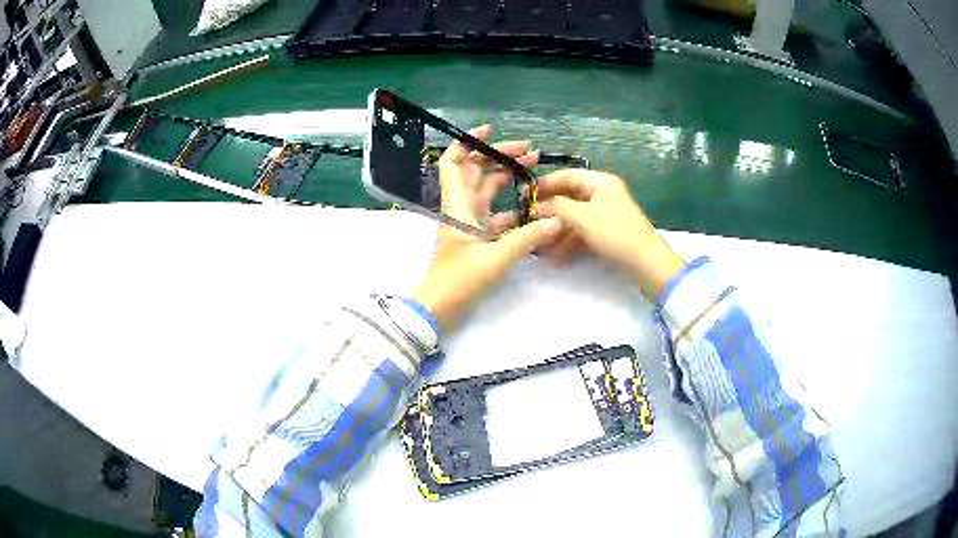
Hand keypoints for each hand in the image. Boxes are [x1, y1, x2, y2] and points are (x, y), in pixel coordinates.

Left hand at [413, 125, 562, 329]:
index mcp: (458, 204)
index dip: (467, 142)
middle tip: (529, 151)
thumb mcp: (496, 258)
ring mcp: (470, 223)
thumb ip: (527, 238)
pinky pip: (496, 215)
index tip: (490, 130)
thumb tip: (558, 221)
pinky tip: (533, 206)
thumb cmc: (459, 280)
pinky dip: (512, 207)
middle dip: (499, 156)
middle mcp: (462, 208)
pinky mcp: (477, 239)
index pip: (453, 162)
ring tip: (534, 169)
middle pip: (476, 171)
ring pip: (487, 191)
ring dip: (507, 178)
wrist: (439, 308)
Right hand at [536, 169, 684, 298]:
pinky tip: (557, 258)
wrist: (646, 263)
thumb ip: (556, 207)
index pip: (567, 175)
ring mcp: (606, 215)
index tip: (523, 195)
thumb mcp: (582, 217)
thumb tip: (536, 205)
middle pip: (569, 198)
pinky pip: (583, 233)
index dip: (545, 184)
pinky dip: (570, 243)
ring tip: (541, 248)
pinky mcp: (608, 233)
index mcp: (600, 182)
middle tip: (528, 223)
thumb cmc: (615, 233)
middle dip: (549, 213)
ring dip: (557, 233)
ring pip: (575, 219)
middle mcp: (603, 194)